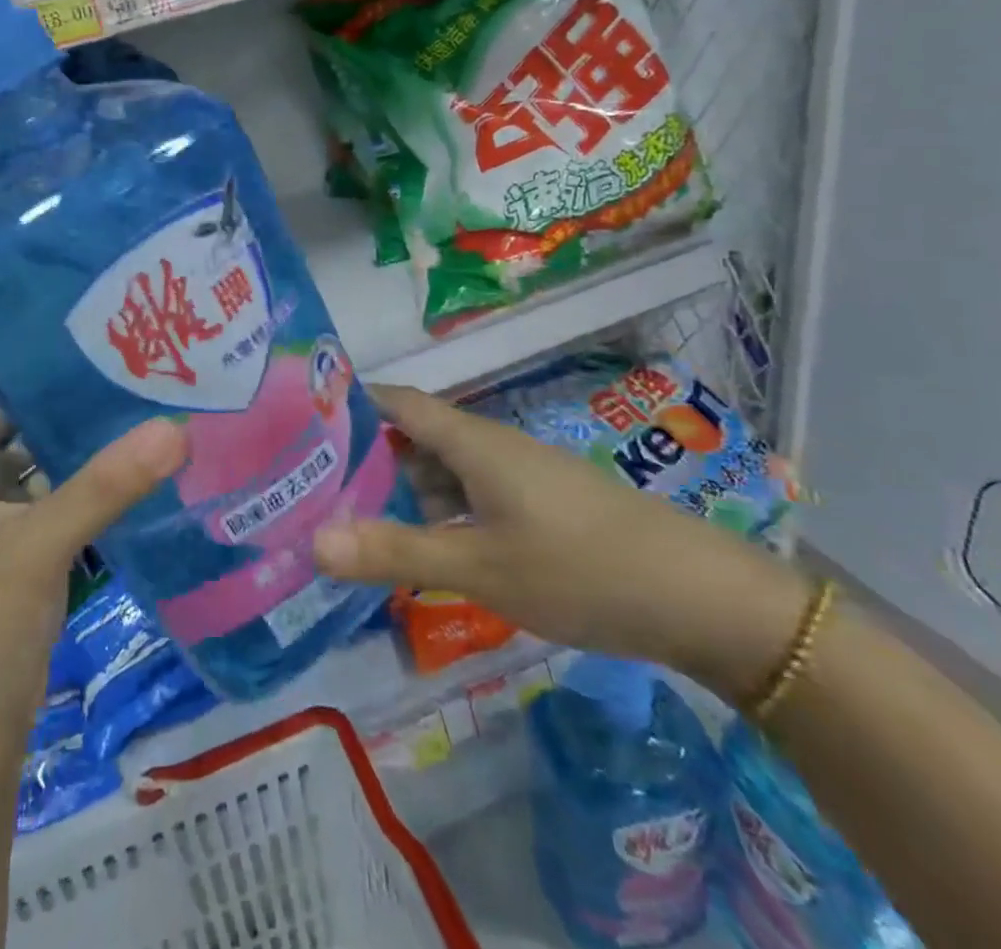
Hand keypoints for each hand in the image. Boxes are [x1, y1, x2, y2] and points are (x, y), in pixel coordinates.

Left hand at [0, 308, 184, 722]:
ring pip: (5, 449)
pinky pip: (29, 484)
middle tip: (66, 321)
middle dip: (13, 370)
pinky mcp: (0, 545)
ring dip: (41, 419)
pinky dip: (57, 464)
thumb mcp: (36, 546)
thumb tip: (174, 428)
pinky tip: (102, 443)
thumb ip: (103, 486)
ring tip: (93, 370)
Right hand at [312, 384, 808, 699]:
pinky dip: (436, 516)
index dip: (348, 403)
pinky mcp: (536, 507)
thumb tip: (311, 542)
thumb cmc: (580, 569)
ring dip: (400, 493)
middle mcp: (490, 446)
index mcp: (471, 440)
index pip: (395, 401)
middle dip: (363, 459)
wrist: (702, 599)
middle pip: (412, 437)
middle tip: (308, 488)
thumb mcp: (479, 567)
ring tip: (348, 522)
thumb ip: (395, 553)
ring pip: (441, 472)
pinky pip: (468, 499)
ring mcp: (516, 477)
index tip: (298, 422)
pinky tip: (420, 551)